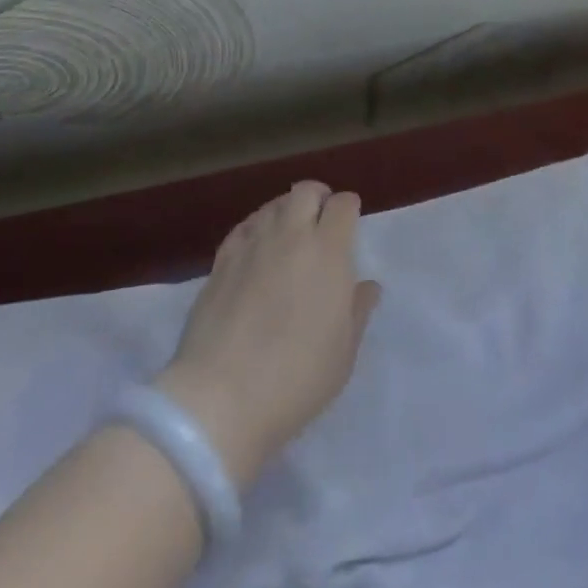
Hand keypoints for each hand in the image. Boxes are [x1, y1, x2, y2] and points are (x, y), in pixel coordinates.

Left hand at [154, 182, 380, 486]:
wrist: (221, 397)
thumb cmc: (296, 378)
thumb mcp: (343, 353)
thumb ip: (357, 311)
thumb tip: (367, 286)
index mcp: (328, 252)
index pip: (342, 205)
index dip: (349, 208)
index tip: (350, 225)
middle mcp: (290, 236)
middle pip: (305, 191)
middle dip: (318, 198)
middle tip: (321, 222)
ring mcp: (252, 245)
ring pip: (273, 205)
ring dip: (286, 211)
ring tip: (289, 236)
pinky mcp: (221, 260)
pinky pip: (244, 227)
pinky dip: (256, 229)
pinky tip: (257, 251)